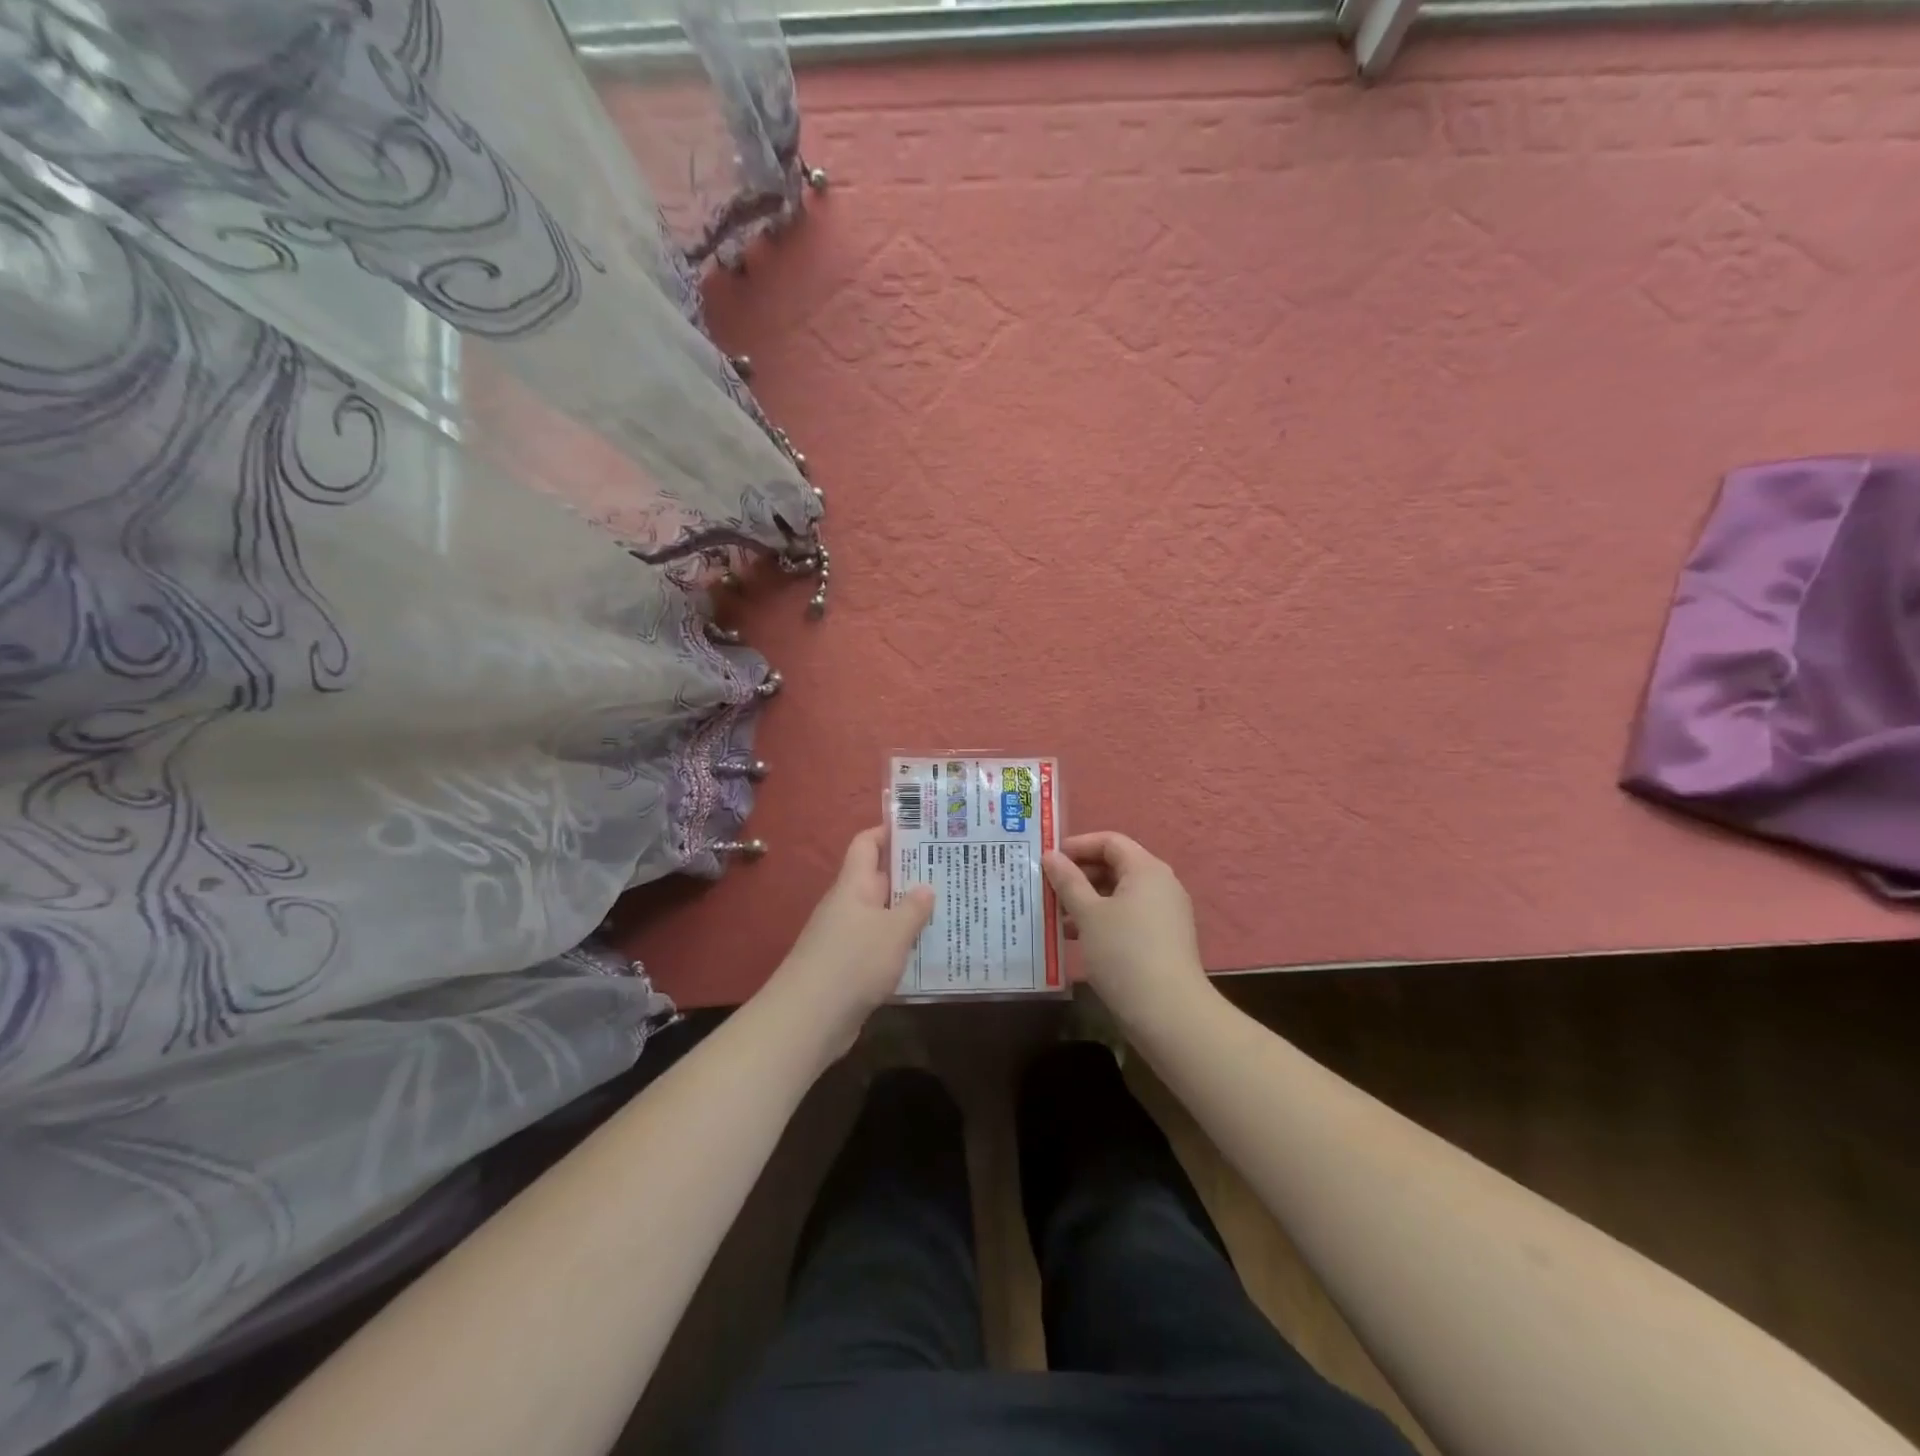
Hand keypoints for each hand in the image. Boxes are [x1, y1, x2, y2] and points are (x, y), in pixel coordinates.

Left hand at [771, 826, 933, 1054]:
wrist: (809, 1018)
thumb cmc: (853, 962)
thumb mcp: (893, 931)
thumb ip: (913, 908)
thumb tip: (926, 887)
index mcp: (853, 885)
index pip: (867, 843)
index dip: (890, 831)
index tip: (922, 829)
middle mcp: (848, 904)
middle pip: (879, 878)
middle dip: (911, 873)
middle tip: (950, 868)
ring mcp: (846, 936)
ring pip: (882, 913)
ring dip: (909, 912)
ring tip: (947, 908)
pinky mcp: (849, 966)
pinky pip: (879, 944)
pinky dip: (900, 943)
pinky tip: (927, 950)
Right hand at [1043, 831, 1210, 1027]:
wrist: (1168, 1013)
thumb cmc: (1124, 952)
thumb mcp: (1088, 914)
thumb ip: (1068, 881)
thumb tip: (1050, 856)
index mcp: (1146, 869)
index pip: (1110, 841)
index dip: (1077, 845)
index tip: (1048, 860)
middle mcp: (1160, 885)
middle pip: (1115, 866)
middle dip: (1079, 875)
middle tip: (1047, 889)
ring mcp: (1165, 914)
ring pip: (1119, 894)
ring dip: (1087, 900)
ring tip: (1056, 916)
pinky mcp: (1163, 939)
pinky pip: (1127, 917)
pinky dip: (1102, 920)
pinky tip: (1077, 938)